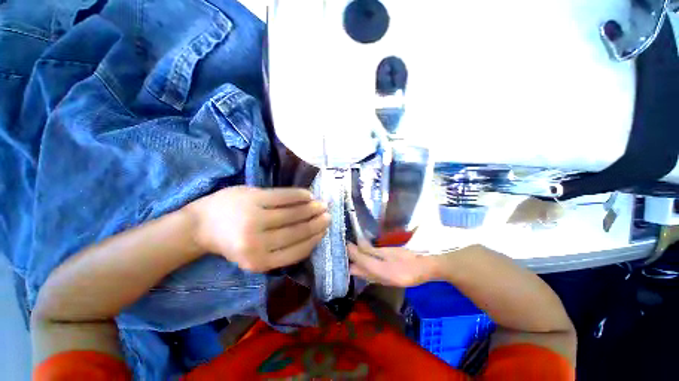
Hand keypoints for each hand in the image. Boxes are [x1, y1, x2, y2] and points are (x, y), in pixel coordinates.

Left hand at [187, 186, 329, 271]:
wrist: (199, 226)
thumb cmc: (231, 242)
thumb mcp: (256, 256)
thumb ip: (281, 251)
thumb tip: (310, 237)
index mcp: (259, 262)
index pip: (298, 250)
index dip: (314, 239)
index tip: (325, 231)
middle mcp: (258, 243)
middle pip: (298, 231)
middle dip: (317, 223)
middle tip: (329, 216)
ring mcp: (255, 218)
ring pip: (294, 213)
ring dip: (312, 209)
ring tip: (322, 205)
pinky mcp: (253, 198)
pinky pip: (284, 196)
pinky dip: (300, 195)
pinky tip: (309, 195)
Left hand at [347, 242, 439, 286]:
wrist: (425, 270)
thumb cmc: (410, 258)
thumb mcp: (391, 252)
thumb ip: (373, 250)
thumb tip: (359, 243)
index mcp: (381, 271)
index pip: (360, 261)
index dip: (351, 252)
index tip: (347, 242)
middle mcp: (378, 280)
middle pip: (356, 272)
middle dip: (349, 260)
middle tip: (347, 247)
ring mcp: (380, 282)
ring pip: (361, 274)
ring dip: (355, 263)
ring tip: (352, 250)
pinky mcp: (383, 281)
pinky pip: (367, 275)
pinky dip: (362, 266)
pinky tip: (362, 258)